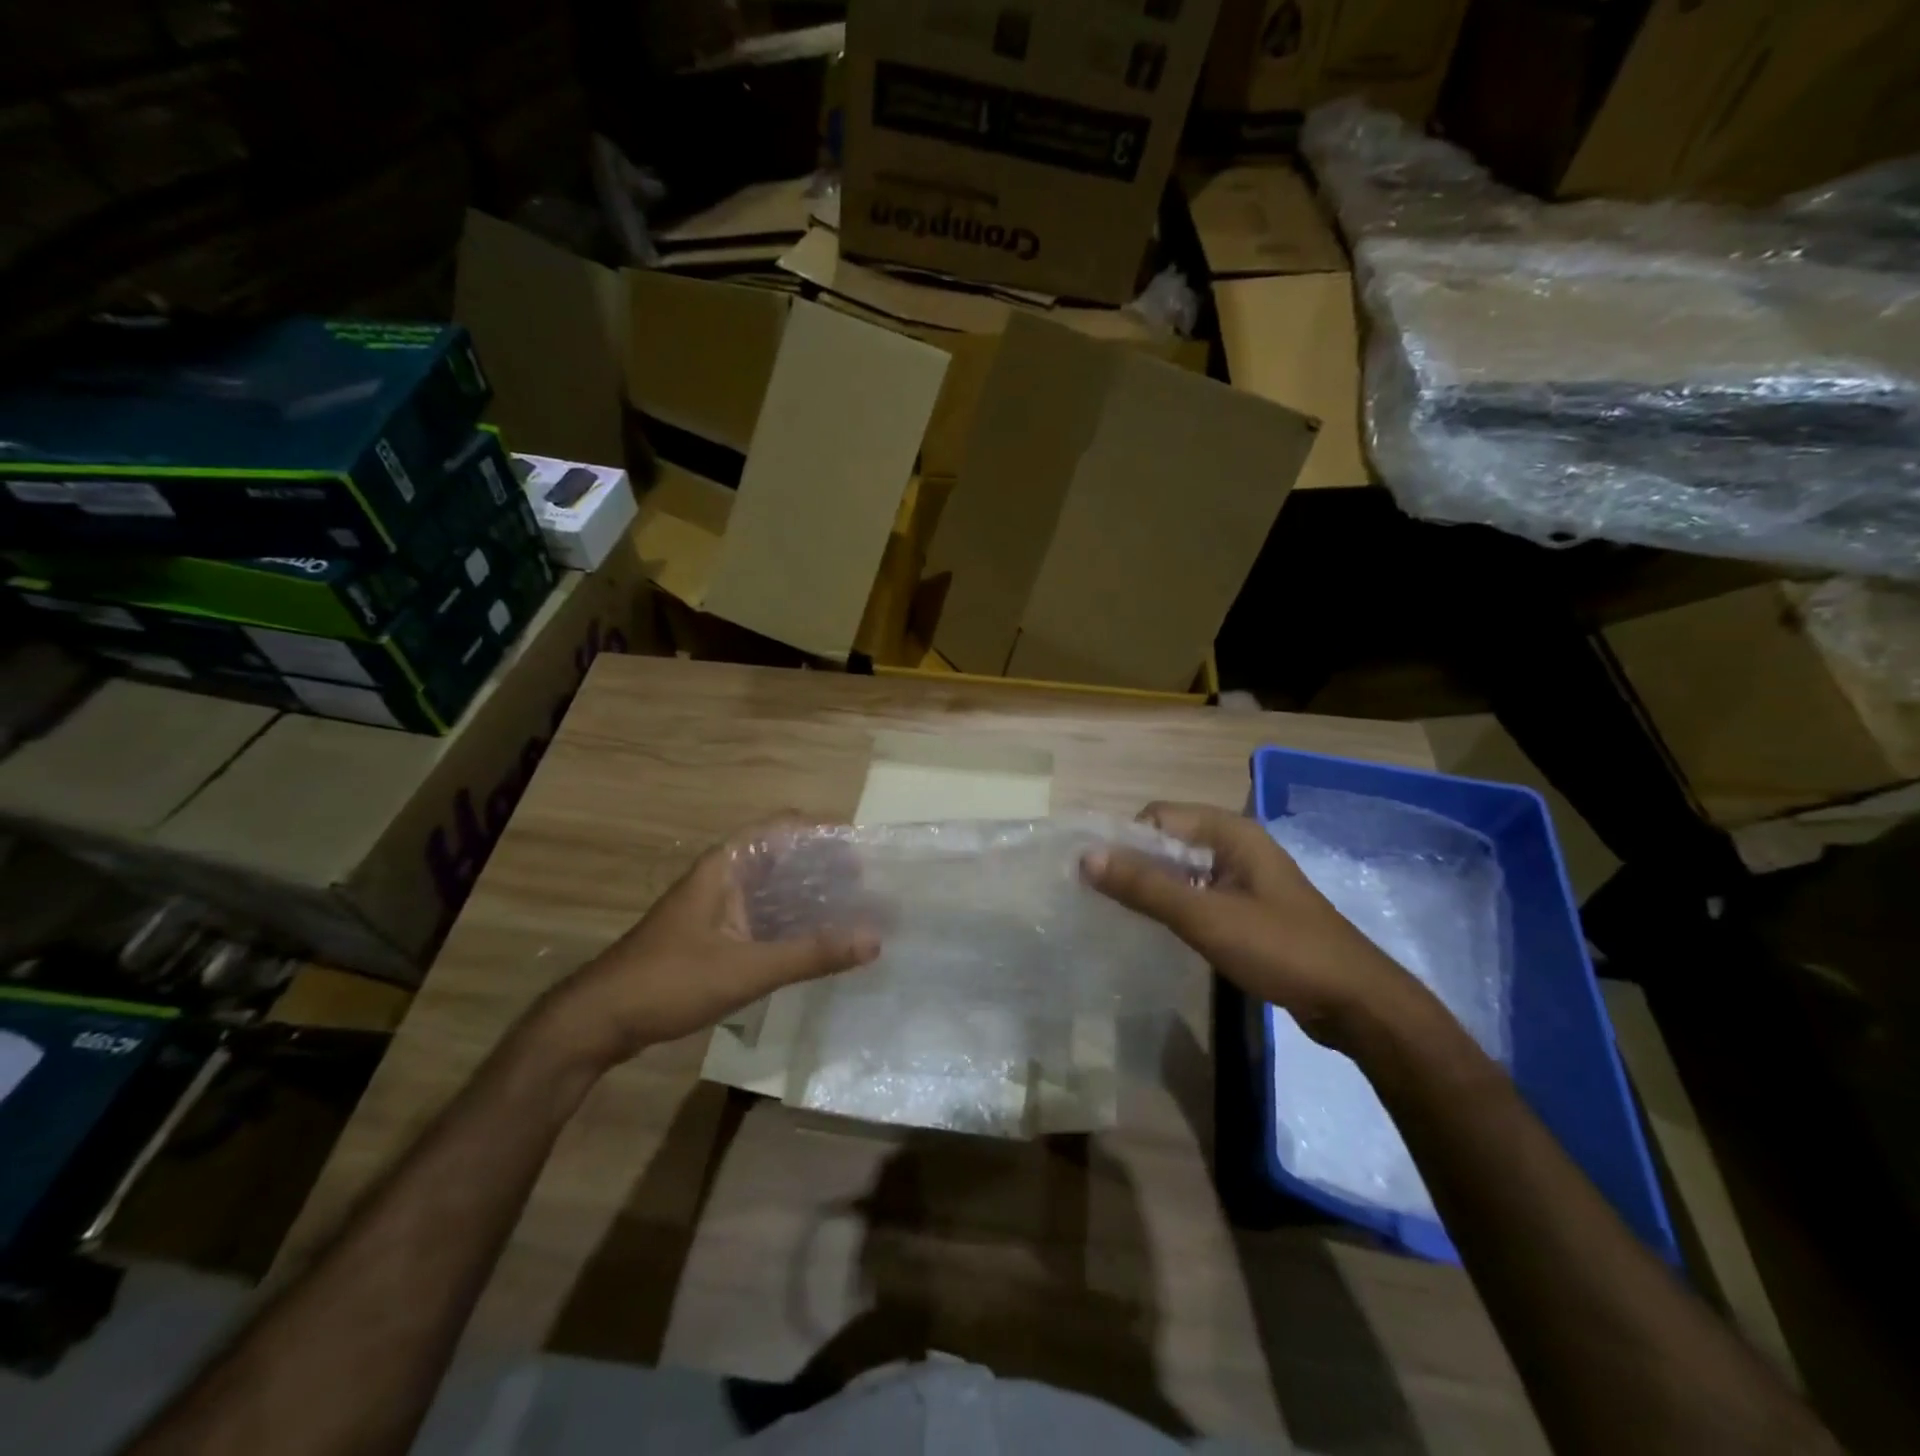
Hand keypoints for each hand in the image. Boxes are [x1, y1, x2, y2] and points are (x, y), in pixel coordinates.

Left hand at [536, 816, 879, 1069]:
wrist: (599, 1020)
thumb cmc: (670, 981)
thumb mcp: (747, 969)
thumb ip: (811, 954)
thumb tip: (875, 938)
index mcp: (726, 866)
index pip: (784, 827)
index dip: (824, 833)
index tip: (864, 850)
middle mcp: (723, 876)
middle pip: (783, 857)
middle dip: (825, 867)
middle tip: (869, 886)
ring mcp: (716, 906)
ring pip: (774, 889)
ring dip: (810, 896)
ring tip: (855, 910)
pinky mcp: (713, 934)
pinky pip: (763, 916)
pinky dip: (792, 922)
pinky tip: (818, 941)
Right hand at [1084, 801, 1419, 1047]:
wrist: (1355, 1003)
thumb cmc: (1280, 949)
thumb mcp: (1206, 917)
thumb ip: (1145, 886)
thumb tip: (1085, 857)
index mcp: (1231, 832)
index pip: (1158, 816)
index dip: (1125, 840)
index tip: (1098, 877)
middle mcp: (1236, 845)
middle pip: (1168, 841)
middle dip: (1135, 865)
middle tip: (1103, 900)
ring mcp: (1244, 878)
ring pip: (1182, 870)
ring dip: (1153, 888)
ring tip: (1122, 916)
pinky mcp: (1249, 908)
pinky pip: (1199, 894)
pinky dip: (1175, 906)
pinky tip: (1159, 931)